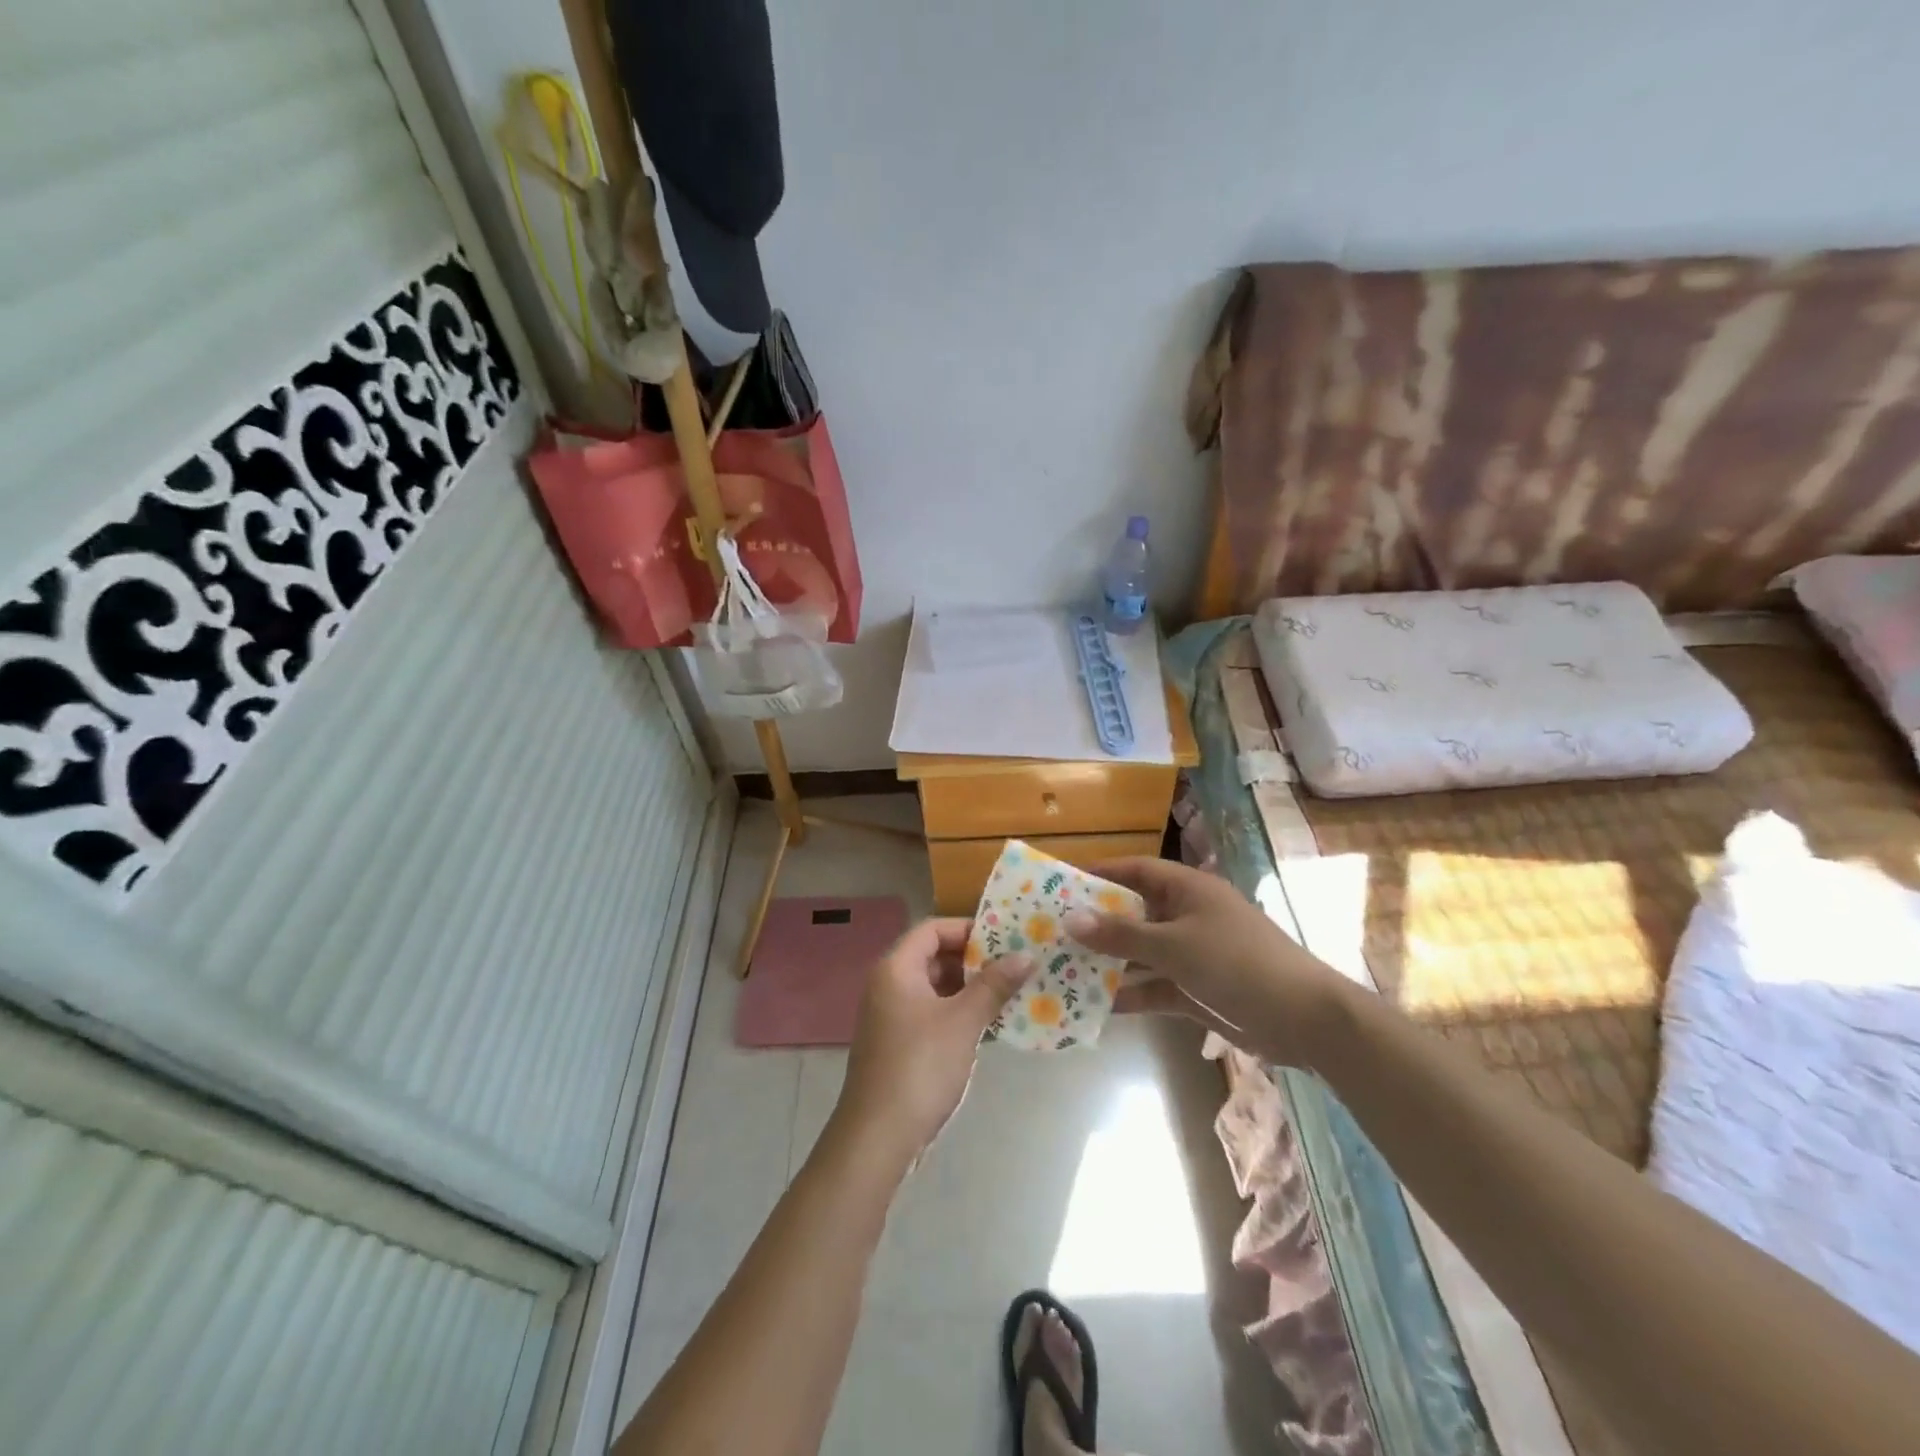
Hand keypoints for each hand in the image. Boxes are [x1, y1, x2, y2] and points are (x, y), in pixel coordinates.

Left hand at [834, 918, 1033, 1162]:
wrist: (878, 1136)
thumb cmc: (920, 1067)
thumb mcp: (963, 1021)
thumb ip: (994, 985)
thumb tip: (1026, 955)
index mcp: (896, 968)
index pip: (933, 929)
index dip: (968, 929)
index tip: (1005, 939)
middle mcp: (889, 985)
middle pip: (934, 956)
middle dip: (975, 960)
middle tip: (1015, 965)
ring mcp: (892, 1016)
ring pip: (936, 988)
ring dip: (970, 989)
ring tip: (1012, 993)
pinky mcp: (899, 1044)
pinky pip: (933, 1014)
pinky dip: (959, 1014)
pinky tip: (991, 1025)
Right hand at [1066, 857, 1352, 1068]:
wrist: (1303, 1018)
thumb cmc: (1236, 963)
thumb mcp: (1173, 945)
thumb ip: (1121, 934)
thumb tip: (1071, 918)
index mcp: (1188, 889)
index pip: (1136, 870)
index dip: (1101, 873)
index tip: (1062, 882)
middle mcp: (1188, 916)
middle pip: (1135, 912)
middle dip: (1098, 923)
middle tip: (1053, 930)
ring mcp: (1193, 954)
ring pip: (1142, 952)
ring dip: (1110, 961)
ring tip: (1065, 968)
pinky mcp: (1197, 989)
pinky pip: (1155, 986)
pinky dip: (1132, 993)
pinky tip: (1098, 1005)